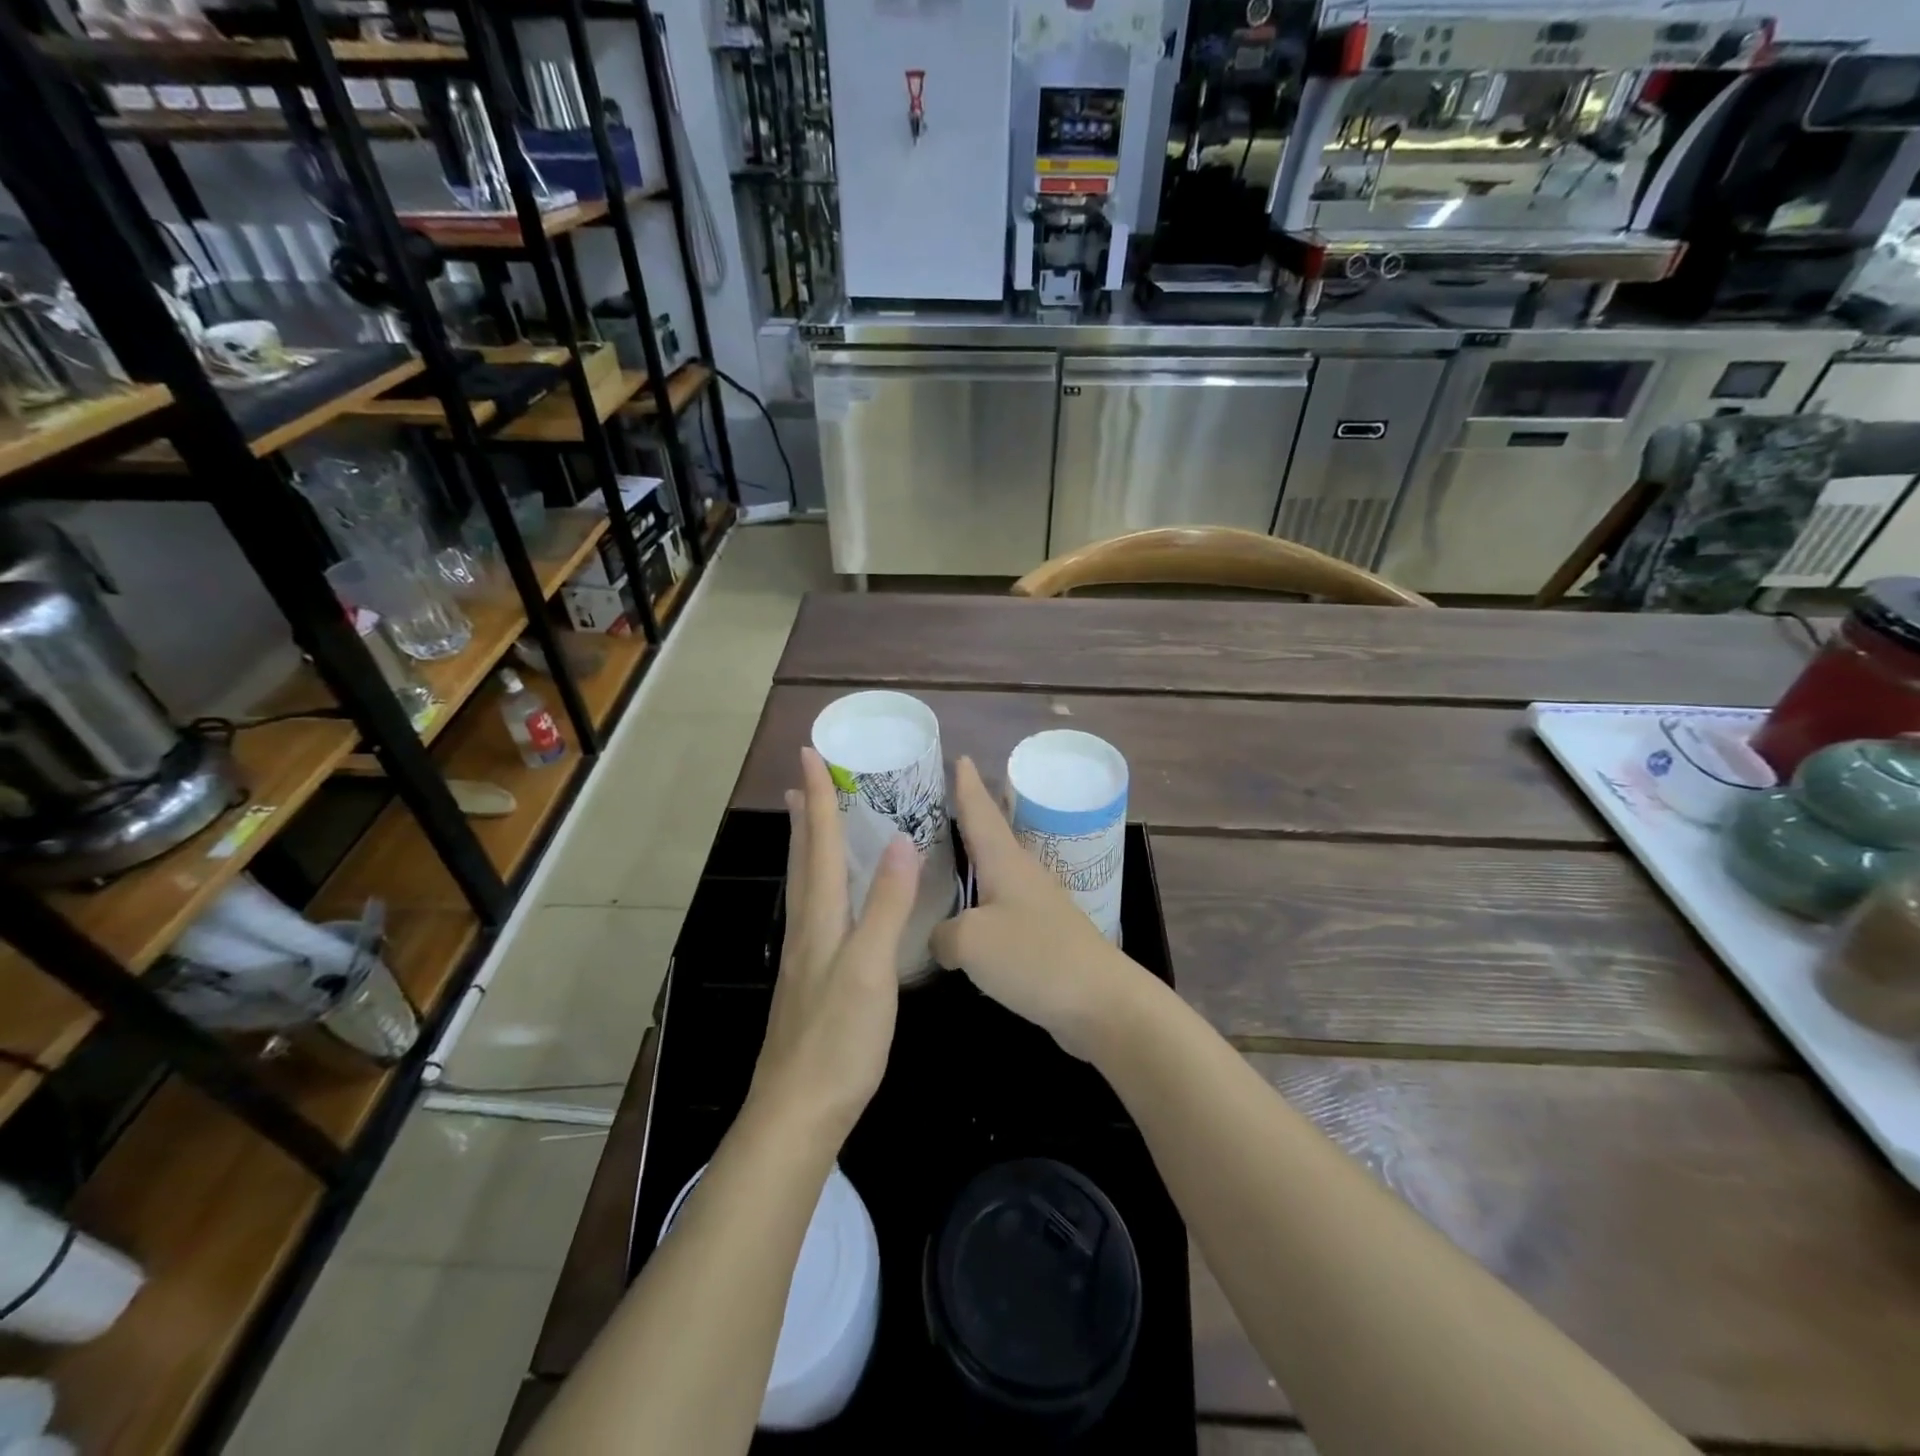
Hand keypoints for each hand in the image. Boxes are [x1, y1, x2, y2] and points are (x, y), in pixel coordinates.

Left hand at [747, 748, 918, 1146]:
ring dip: (808, 846)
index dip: (820, 798)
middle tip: (804, 780)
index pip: (821, 843)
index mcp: (821, 918)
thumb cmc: (839, 1037)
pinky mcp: (811, 980)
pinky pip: (816, 911)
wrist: (798, 1110)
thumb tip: (900, 841)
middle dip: (807, 816)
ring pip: (806, 885)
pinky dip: (820, 883)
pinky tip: (829, 898)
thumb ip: (887, 906)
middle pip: (805, 859)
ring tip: (810, 822)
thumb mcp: (872, 968)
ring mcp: (806, 956)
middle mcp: (807, 928)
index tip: (810, 754)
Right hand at [931, 756, 1146, 1060]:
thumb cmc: (1034, 957)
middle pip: (990, 837)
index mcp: (1005, 862)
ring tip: (944, 860)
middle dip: (967, 819)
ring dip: (972, 864)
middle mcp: (1023, 875)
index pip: (980, 811)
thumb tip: (941, 938)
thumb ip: (943, 933)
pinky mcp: (1042, 938)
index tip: (959, 757)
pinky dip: (979, 906)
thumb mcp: (970, 941)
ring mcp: (1036, 906)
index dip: (967, 785)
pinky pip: (1001, 910)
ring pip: (995, 875)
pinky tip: (965, 920)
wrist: (1100, 1002)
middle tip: (935, 806)